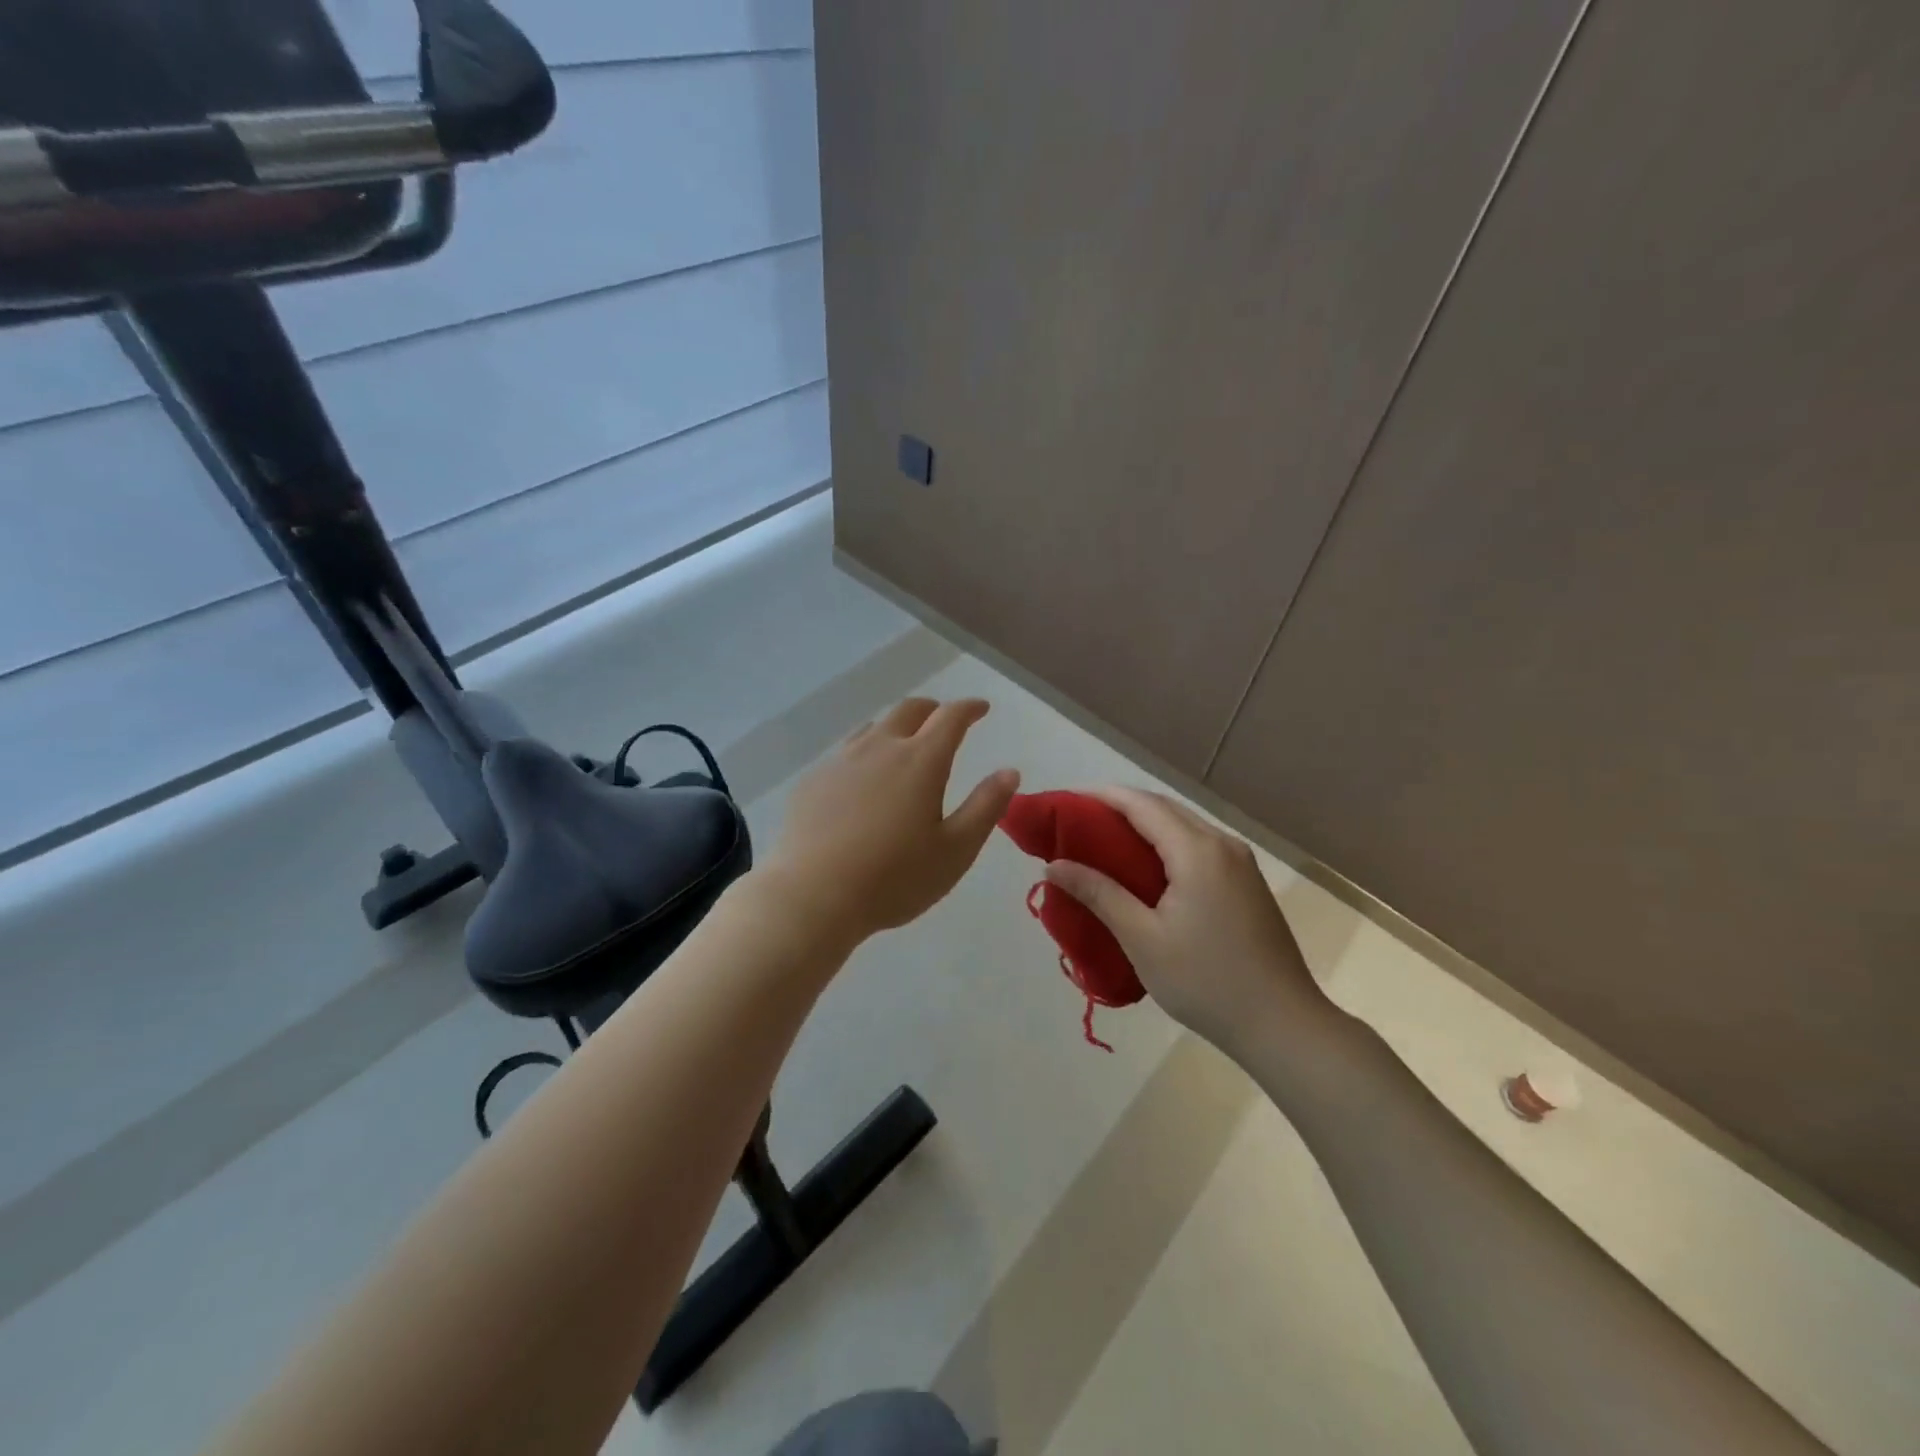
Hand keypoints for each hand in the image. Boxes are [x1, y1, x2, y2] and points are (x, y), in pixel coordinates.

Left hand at [765, 697, 1019, 944]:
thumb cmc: (894, 878)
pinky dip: (865, 754)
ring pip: (873, 727)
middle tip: (944, 720)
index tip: (981, 708)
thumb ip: (985, 807)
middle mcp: (880, 748)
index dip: (969, 708)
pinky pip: (845, 753)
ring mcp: (841, 761)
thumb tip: (1009, 772)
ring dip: (896, 728)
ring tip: (904, 744)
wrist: (812, 896)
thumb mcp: (955, 850)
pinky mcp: (813, 780)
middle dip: (933, 709)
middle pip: (909, 710)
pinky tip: (862, 779)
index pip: (950, 717)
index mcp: (921, 760)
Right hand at [1043, 787, 1336, 1059]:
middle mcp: (1222, 844)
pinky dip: (1165, 845)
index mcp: (1197, 851)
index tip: (1063, 803)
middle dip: (1118, 808)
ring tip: (1102, 843)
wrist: (1283, 1025)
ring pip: (1183, 826)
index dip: (1099, 797)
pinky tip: (1145, 869)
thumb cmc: (1206, 981)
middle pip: (1163, 808)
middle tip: (1076, 824)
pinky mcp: (1247, 883)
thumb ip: (1099, 894)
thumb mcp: (1142, 939)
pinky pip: (1198, 846)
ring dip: (1143, 826)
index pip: (1140, 804)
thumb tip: (1054, 865)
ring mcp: (1240, 863)